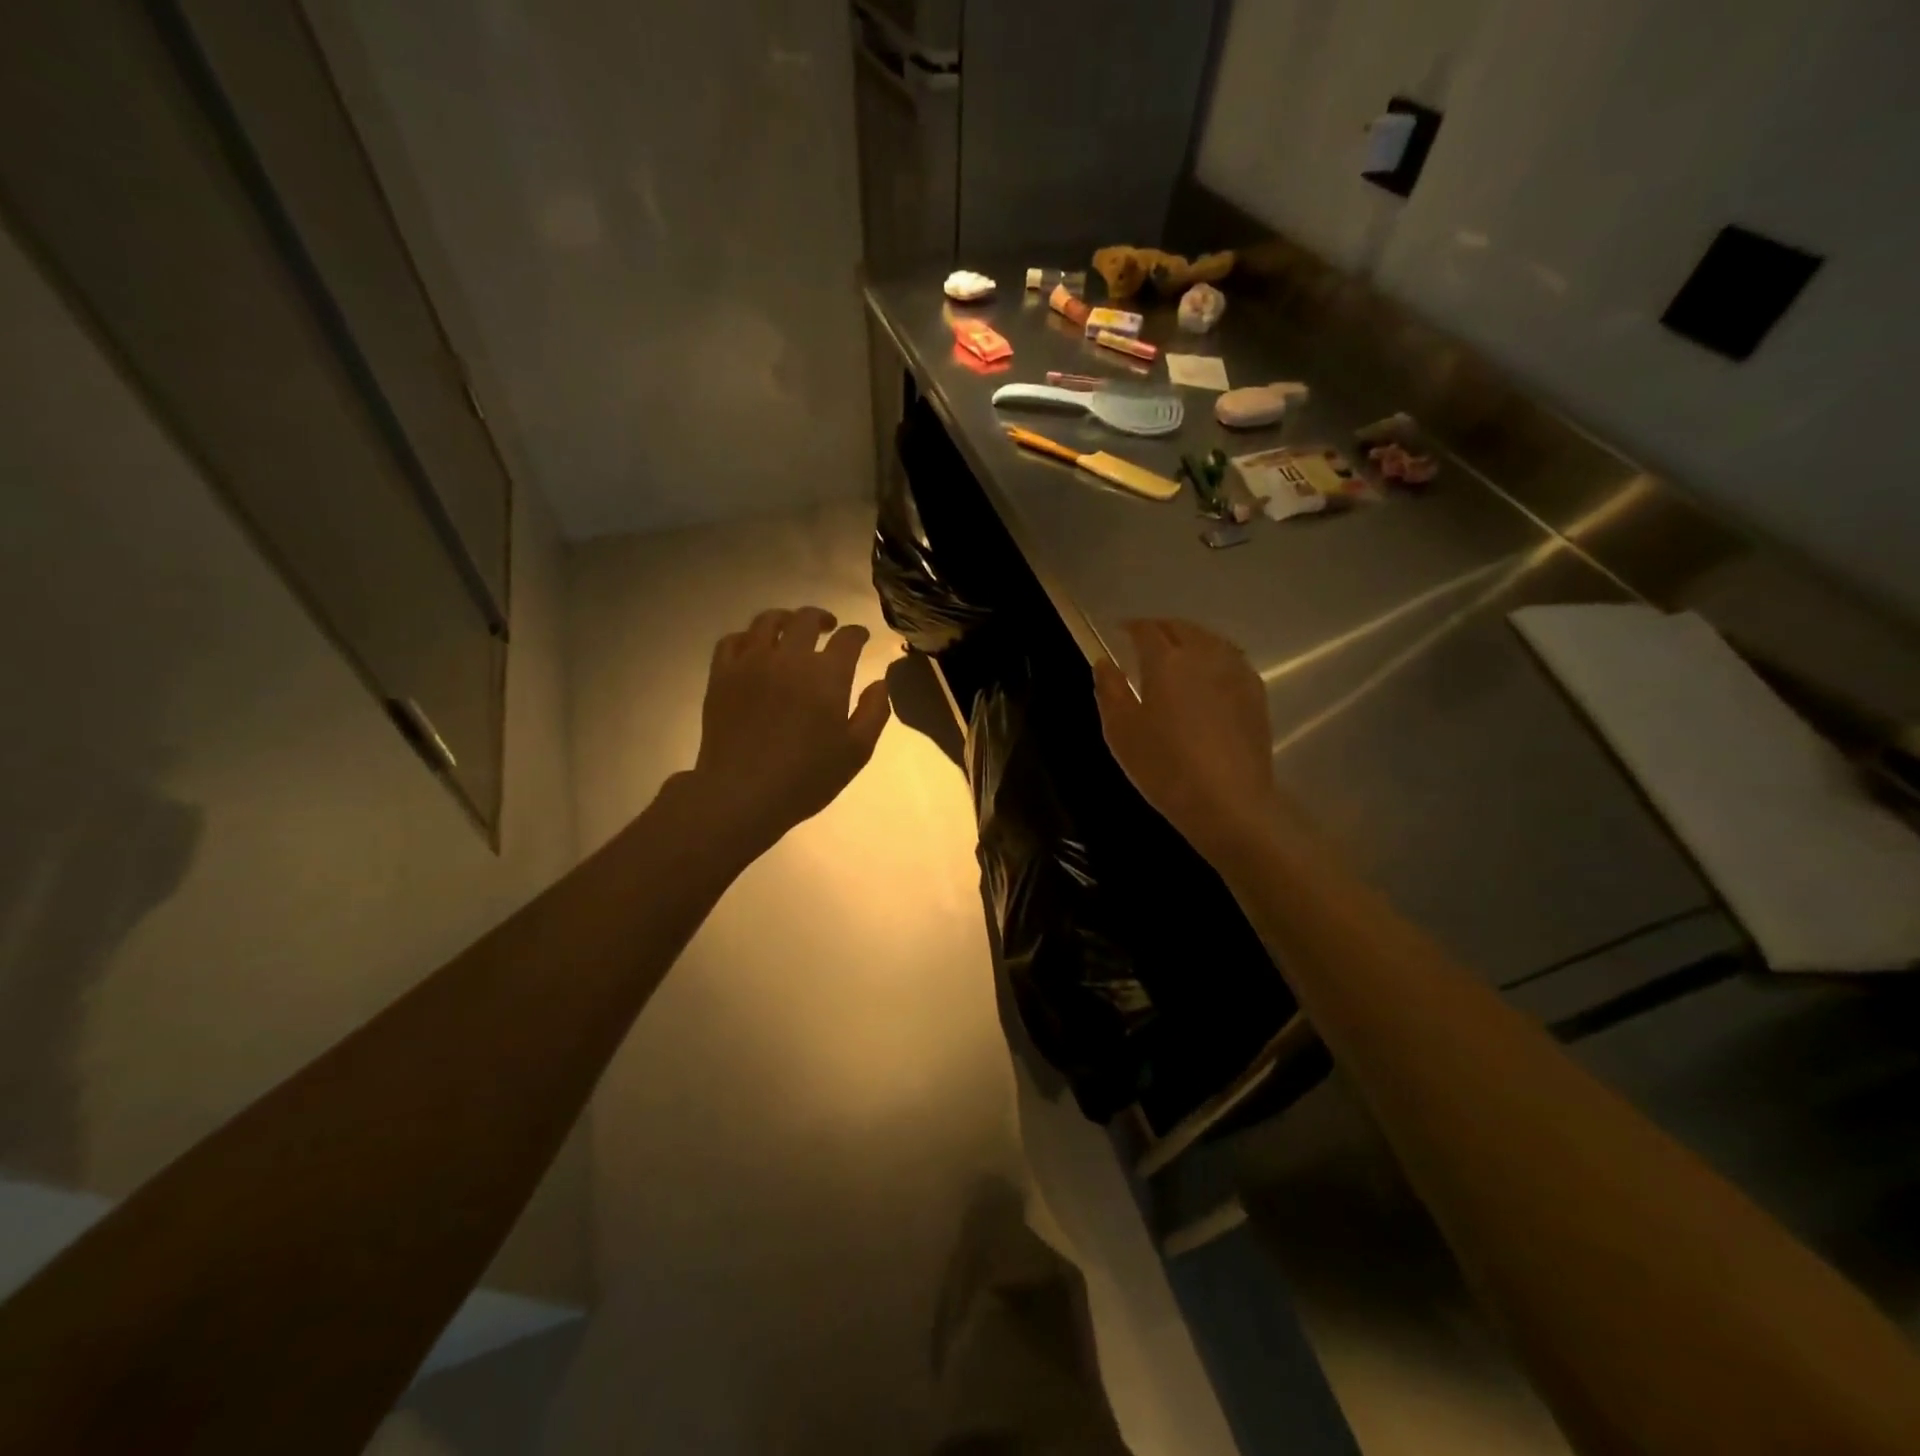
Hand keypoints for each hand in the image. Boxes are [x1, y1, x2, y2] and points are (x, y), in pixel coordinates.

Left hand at [689, 607, 891, 854]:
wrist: (742, 793)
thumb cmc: (806, 777)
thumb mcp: (856, 752)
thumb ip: (874, 712)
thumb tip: (880, 683)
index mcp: (827, 675)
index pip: (847, 639)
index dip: (857, 633)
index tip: (861, 636)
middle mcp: (789, 658)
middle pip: (806, 619)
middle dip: (822, 618)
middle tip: (828, 627)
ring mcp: (751, 663)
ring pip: (767, 621)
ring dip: (785, 619)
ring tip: (791, 629)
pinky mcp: (721, 675)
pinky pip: (732, 640)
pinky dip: (748, 637)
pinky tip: (754, 648)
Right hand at [1093, 619, 1279, 858]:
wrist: (1227, 800)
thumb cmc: (1164, 767)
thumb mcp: (1121, 732)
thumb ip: (1109, 691)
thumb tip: (1104, 663)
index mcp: (1166, 661)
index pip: (1146, 629)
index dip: (1131, 626)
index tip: (1120, 631)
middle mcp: (1203, 655)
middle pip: (1182, 628)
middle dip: (1161, 628)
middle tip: (1146, 640)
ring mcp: (1235, 672)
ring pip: (1210, 640)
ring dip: (1190, 639)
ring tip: (1178, 653)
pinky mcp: (1256, 693)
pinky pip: (1231, 660)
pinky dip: (1214, 657)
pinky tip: (1209, 676)